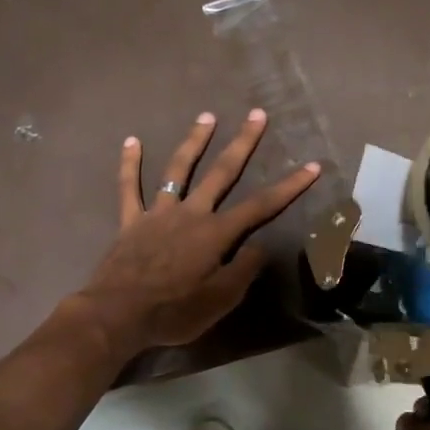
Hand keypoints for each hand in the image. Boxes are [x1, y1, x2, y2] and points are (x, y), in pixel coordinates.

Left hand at [76, 109, 319, 355]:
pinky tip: (132, 141)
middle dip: (242, 143)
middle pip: (221, 173)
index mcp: (216, 233)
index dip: (289, 186)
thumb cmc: (174, 311)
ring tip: (207, 116)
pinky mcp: (131, 221)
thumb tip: (259, 247)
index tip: (311, 166)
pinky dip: (129, 164)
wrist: (118, 314)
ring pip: (178, 170)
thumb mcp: (221, 300)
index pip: (261, 206)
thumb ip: (243, 270)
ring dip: (194, 141)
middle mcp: (190, 214)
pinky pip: (129, 188)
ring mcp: (158, 213)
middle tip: (256, 115)